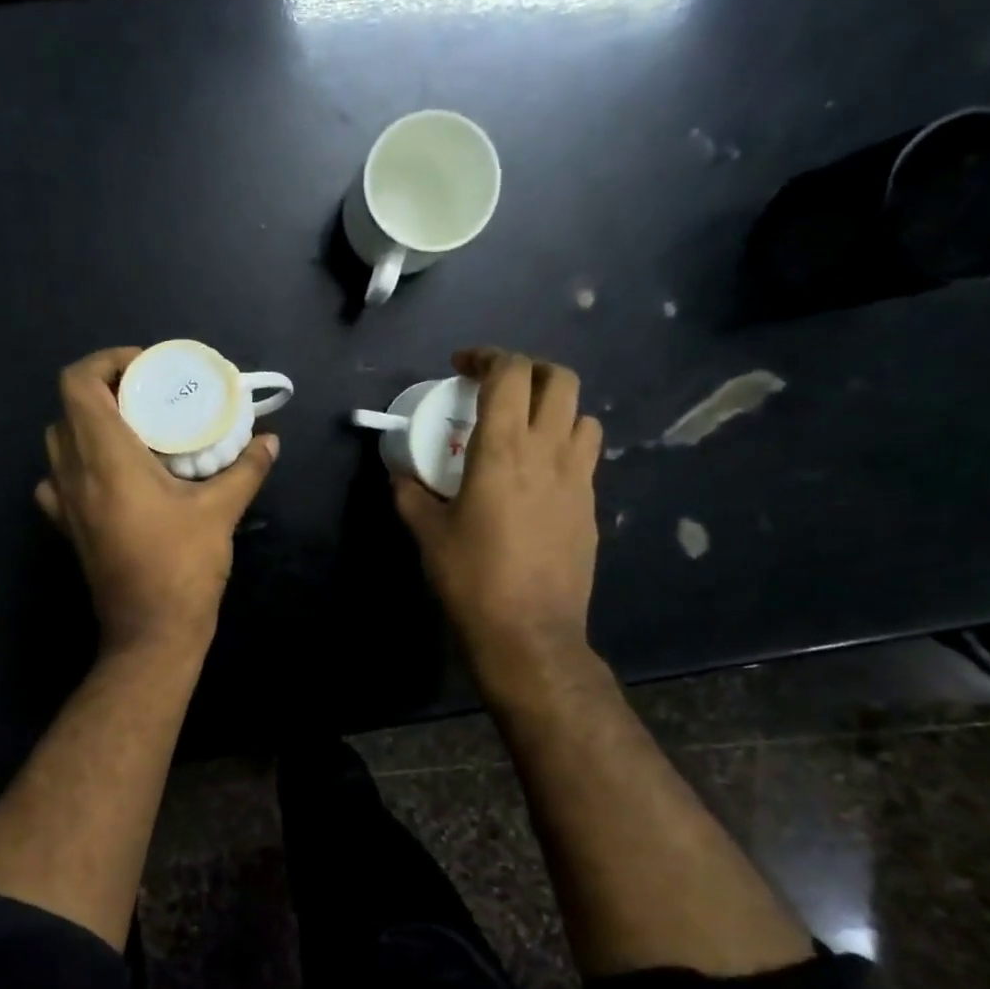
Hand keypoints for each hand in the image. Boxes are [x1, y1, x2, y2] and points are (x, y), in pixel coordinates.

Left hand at [37, 347, 279, 655]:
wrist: (150, 632)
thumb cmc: (182, 566)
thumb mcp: (221, 511)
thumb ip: (246, 468)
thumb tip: (270, 441)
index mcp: (105, 457)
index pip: (79, 382)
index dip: (107, 362)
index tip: (147, 370)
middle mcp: (73, 472)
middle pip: (69, 406)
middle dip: (105, 390)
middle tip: (149, 397)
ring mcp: (63, 502)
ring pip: (60, 440)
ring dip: (90, 423)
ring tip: (134, 431)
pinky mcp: (66, 527)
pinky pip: (59, 478)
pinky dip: (79, 463)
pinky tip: (112, 476)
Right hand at [392, 347, 604, 679]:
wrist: (529, 632)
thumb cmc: (471, 578)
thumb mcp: (427, 534)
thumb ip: (411, 495)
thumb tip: (399, 476)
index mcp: (503, 449)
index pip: (509, 373)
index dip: (486, 356)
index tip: (462, 366)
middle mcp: (549, 451)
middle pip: (560, 379)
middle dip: (528, 371)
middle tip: (498, 390)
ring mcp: (578, 478)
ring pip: (582, 415)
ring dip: (554, 409)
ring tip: (525, 430)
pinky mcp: (590, 506)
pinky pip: (585, 456)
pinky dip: (564, 447)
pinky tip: (538, 477)